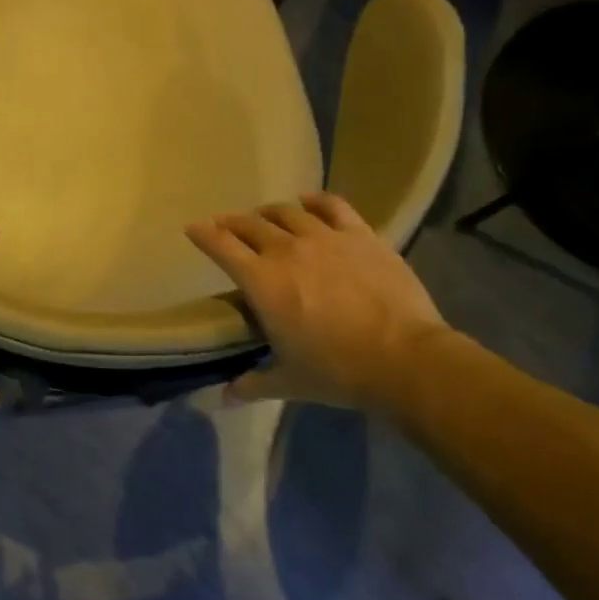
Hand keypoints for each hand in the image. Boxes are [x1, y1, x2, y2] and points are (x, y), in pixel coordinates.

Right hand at [186, 192, 445, 407]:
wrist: (406, 359)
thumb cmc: (338, 371)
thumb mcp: (289, 381)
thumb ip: (253, 384)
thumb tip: (224, 398)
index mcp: (261, 282)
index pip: (220, 247)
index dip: (202, 235)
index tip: (192, 228)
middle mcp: (286, 250)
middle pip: (249, 224)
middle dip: (231, 222)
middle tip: (224, 225)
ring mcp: (325, 238)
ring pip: (287, 212)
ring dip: (268, 212)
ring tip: (264, 216)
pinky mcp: (360, 235)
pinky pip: (332, 206)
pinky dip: (316, 201)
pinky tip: (308, 201)